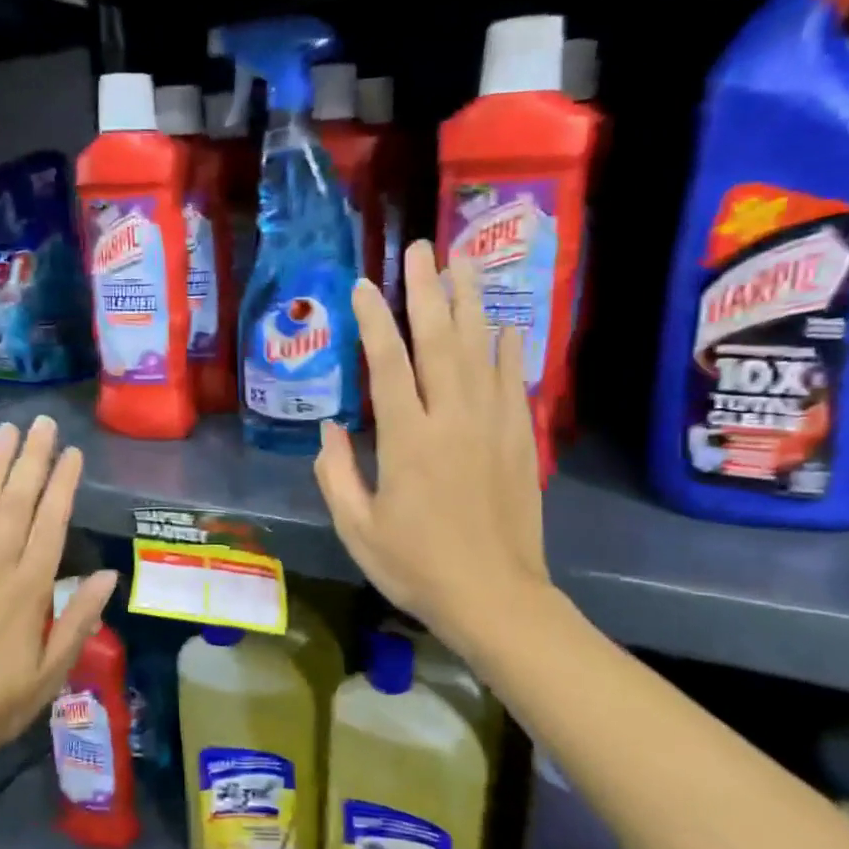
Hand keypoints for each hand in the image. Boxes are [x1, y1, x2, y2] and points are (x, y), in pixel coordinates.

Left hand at [0, 416, 116, 772]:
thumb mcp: (51, 675)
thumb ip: (79, 621)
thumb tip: (110, 575)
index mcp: (27, 592)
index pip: (50, 525)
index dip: (63, 486)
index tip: (73, 453)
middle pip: (15, 504)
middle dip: (32, 460)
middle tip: (43, 423)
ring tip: (6, 432)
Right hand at [314, 240, 550, 655]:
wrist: (496, 598)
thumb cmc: (417, 567)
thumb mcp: (357, 528)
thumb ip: (336, 474)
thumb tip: (328, 428)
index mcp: (408, 440)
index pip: (389, 364)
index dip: (374, 321)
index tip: (364, 286)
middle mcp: (453, 420)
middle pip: (440, 341)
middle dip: (427, 291)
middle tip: (420, 250)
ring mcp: (493, 425)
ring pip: (481, 350)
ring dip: (470, 304)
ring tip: (464, 263)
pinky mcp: (519, 439)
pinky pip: (515, 381)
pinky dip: (509, 348)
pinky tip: (505, 324)